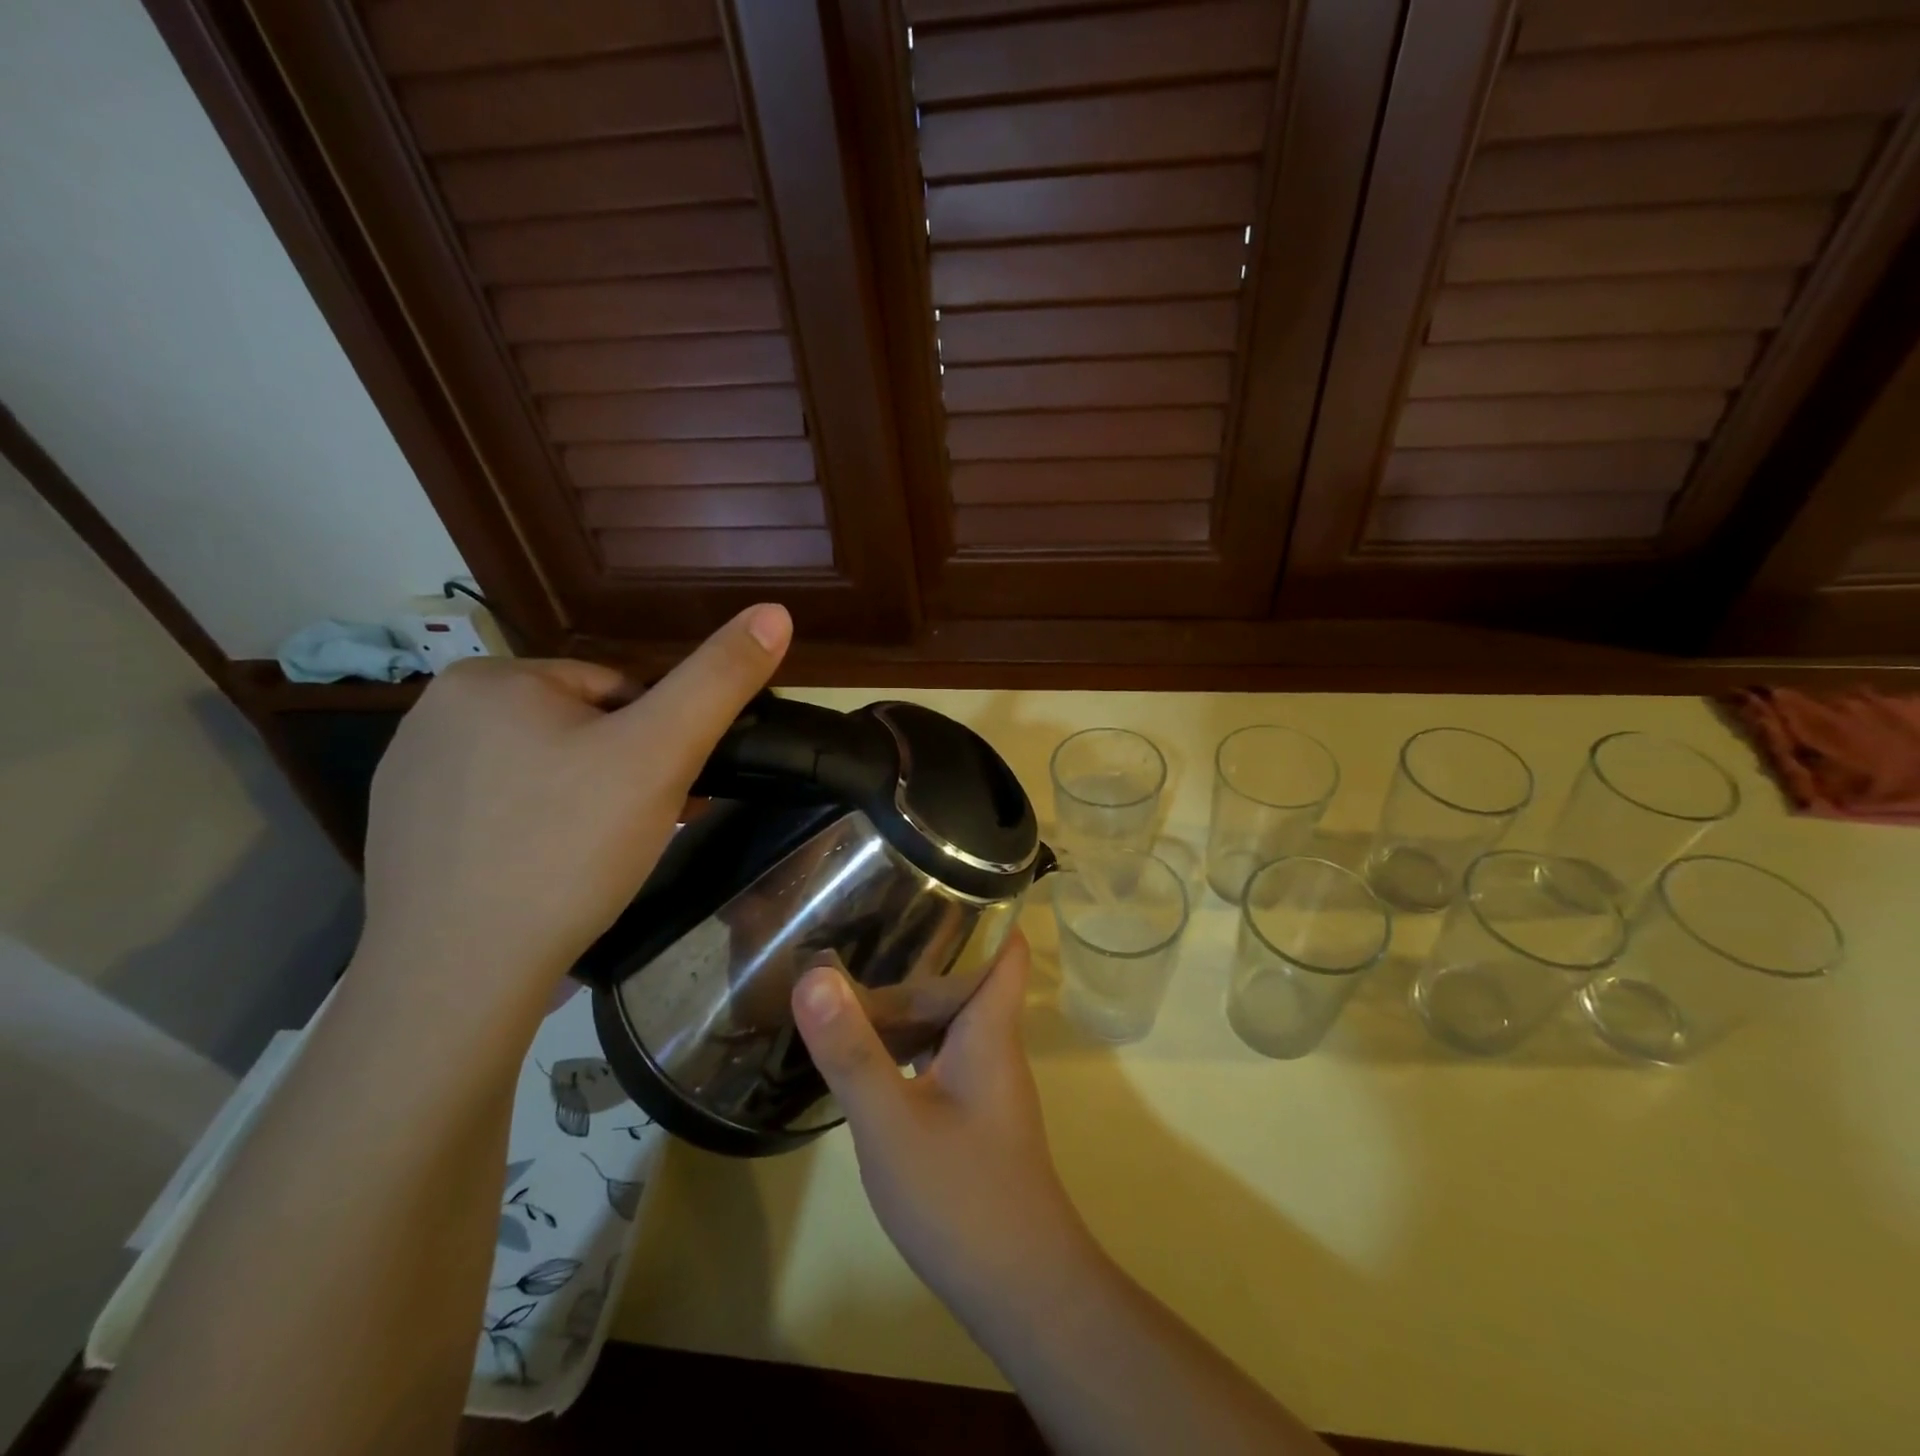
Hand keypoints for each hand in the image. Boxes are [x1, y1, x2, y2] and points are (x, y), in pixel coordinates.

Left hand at [353, 603, 790, 1034]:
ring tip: (598, 859)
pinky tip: (547, 873)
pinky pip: (498, 809)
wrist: (458, 976)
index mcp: (494, 677)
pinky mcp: (403, 830)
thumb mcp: (660, 754)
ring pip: (539, 770)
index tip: (671, 793)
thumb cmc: (568, 848)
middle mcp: (439, 710)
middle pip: (577, 728)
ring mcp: (413, 772)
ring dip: (582, 802)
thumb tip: (775, 611)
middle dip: (620, 773)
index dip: (658, 741)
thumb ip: (719, 680)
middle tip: (641, 831)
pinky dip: (534, 831)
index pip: (616, 690)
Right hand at [790, 934, 1092, 1315]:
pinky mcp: (972, 1114)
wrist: (1021, 1290)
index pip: (1006, 944)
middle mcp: (993, 1044)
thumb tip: (814, 975)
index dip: (984, 904)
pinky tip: (868, 1046)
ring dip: (913, 993)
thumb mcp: (892, 1122)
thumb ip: (852, 1051)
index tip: (934, 874)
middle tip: (869, 914)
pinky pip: (941, 1054)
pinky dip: (910, 1038)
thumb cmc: (964, 1195)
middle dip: (927, 944)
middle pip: (970, 974)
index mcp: (989, 1027)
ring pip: (951, 1017)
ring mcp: (985, 1082)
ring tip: (856, 967)